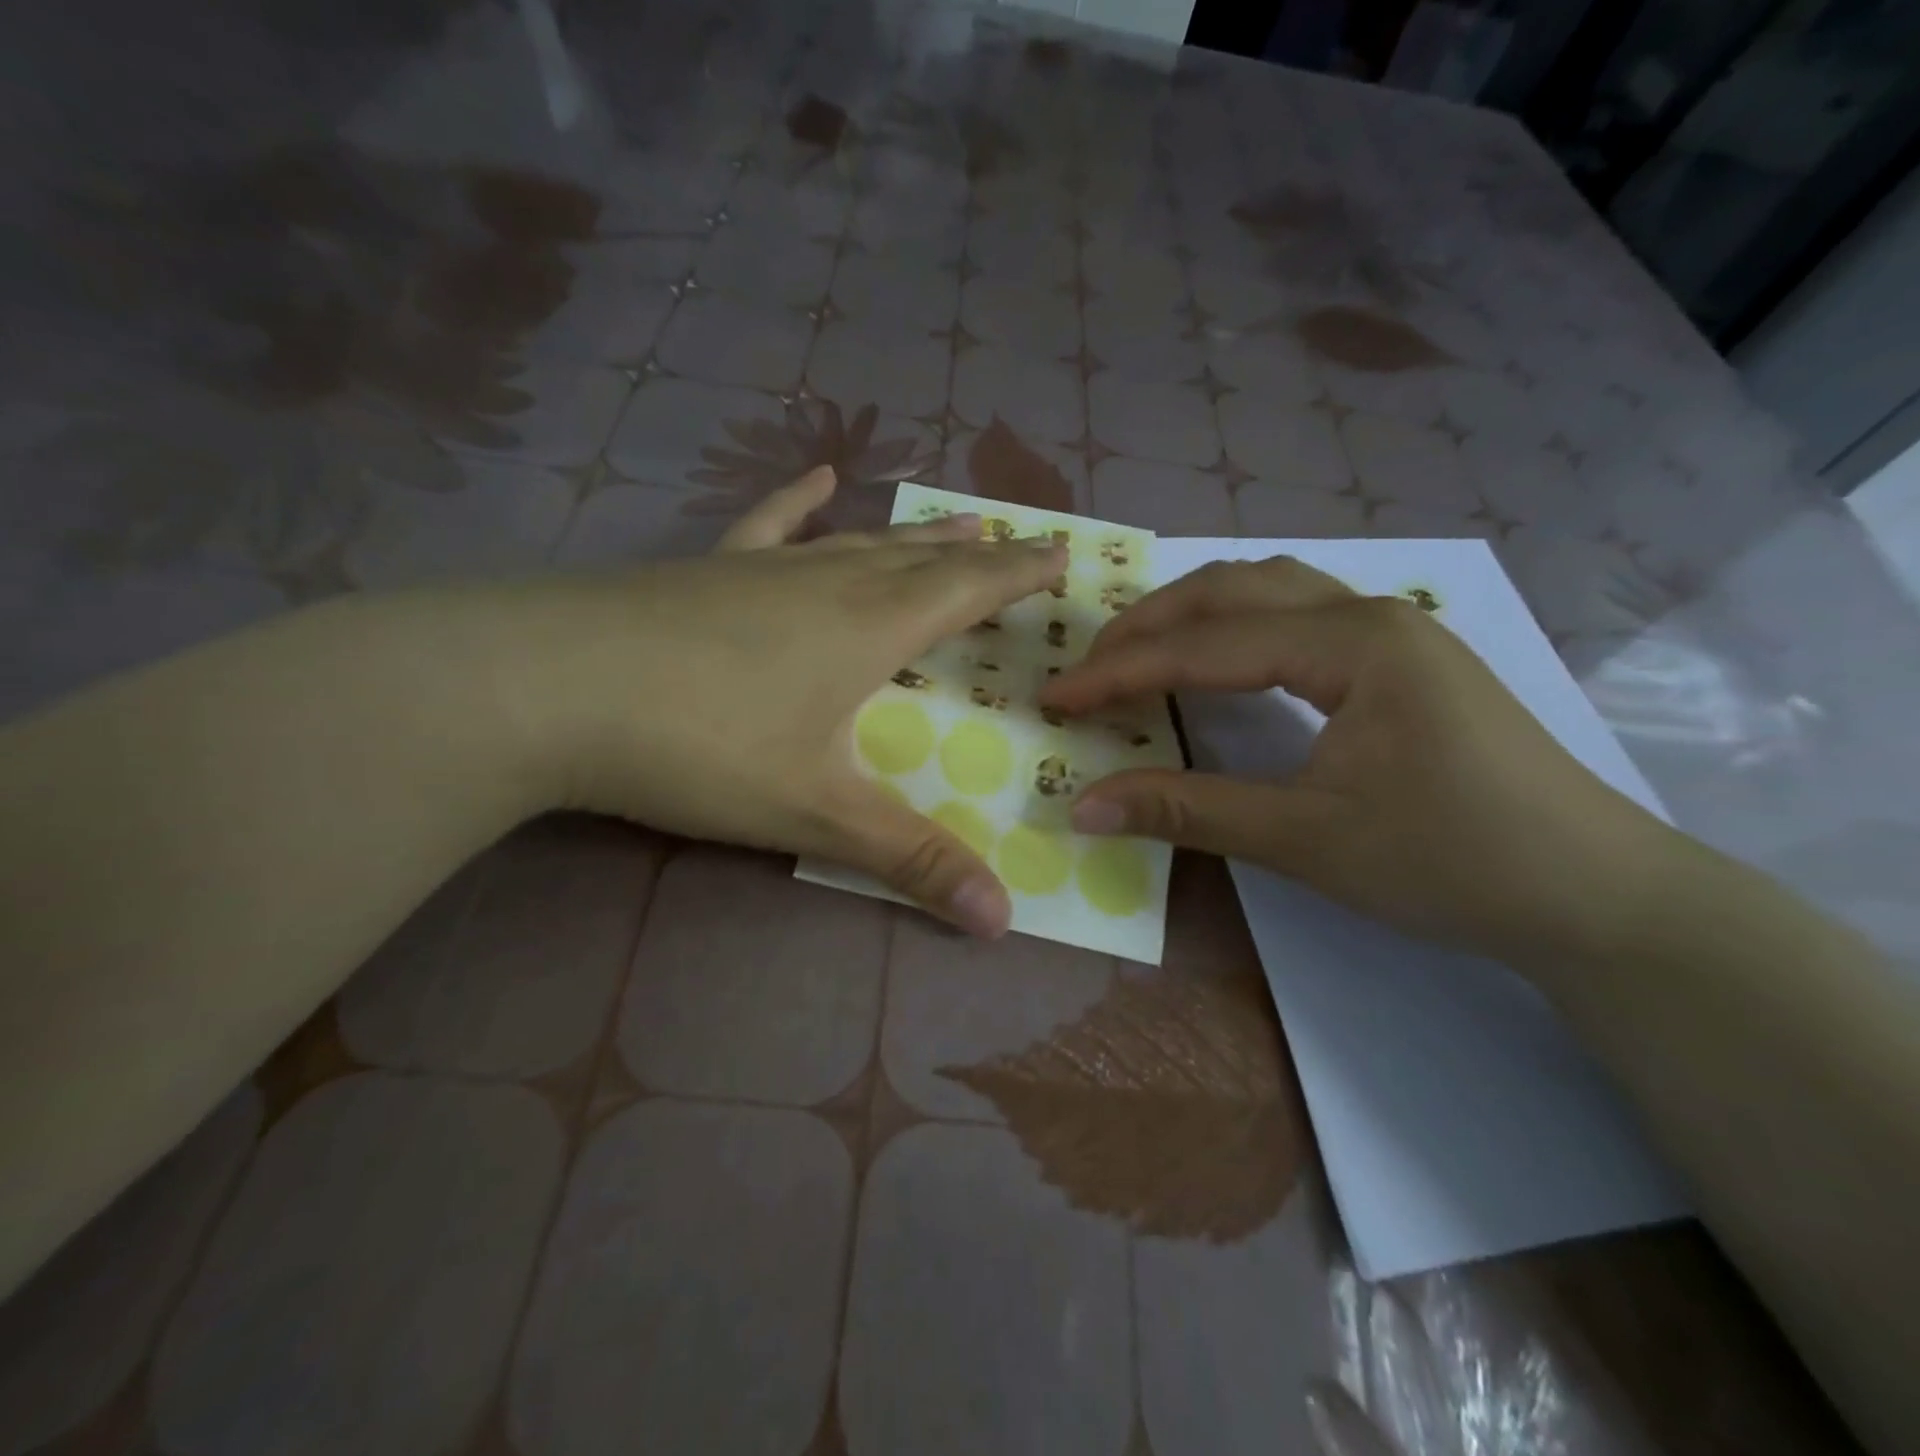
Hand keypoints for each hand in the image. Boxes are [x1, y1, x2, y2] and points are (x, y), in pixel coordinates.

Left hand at [530, 468, 1063, 937]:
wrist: (547, 688)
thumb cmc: (700, 747)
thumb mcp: (816, 814)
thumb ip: (911, 862)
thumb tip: (1002, 922)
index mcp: (870, 629)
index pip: (967, 592)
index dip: (1018, 574)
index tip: (1060, 555)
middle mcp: (829, 584)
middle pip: (921, 561)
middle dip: (978, 556)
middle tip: (1018, 543)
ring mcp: (765, 569)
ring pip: (859, 542)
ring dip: (912, 536)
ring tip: (954, 523)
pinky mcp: (706, 569)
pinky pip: (768, 525)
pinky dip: (799, 501)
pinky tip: (818, 477)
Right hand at [1037, 556, 1670, 968]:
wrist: (1597, 894)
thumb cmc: (1452, 862)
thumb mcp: (1306, 839)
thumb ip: (1188, 811)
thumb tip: (1083, 807)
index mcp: (1352, 643)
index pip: (1205, 645)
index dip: (1121, 672)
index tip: (1056, 696)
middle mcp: (1369, 613)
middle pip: (1232, 590)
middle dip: (1147, 626)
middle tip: (1087, 670)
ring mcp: (1391, 630)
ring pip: (1267, 591)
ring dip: (1191, 616)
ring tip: (1136, 654)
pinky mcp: (1400, 658)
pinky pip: (1295, 617)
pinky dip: (1234, 629)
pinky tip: (1215, 660)